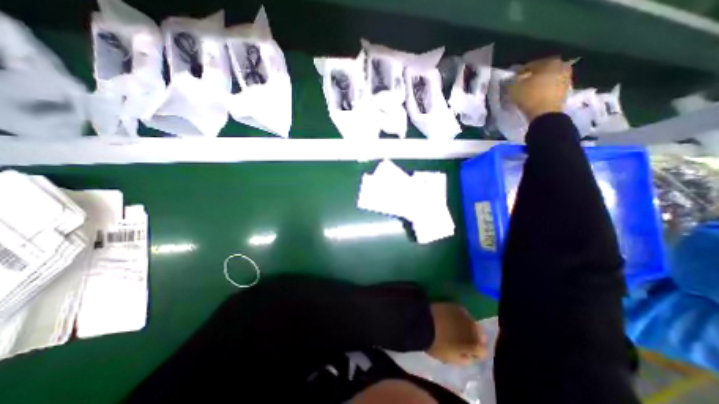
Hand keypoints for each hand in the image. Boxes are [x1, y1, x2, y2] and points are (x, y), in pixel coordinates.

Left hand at [426, 303, 487, 365]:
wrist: (423, 322)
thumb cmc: (436, 344)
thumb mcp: (451, 359)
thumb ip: (465, 359)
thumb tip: (470, 356)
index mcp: (473, 344)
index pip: (483, 351)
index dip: (475, 353)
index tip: (467, 353)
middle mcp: (473, 327)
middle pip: (479, 334)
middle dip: (474, 337)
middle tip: (462, 339)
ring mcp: (464, 314)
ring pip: (471, 321)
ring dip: (467, 325)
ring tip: (456, 327)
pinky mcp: (454, 305)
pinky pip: (462, 312)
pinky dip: (459, 316)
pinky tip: (451, 318)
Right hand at [511, 57, 573, 119]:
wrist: (545, 113)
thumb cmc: (530, 96)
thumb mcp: (514, 88)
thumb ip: (511, 82)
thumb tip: (509, 80)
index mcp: (549, 62)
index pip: (531, 65)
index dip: (519, 72)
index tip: (512, 80)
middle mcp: (561, 66)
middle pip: (541, 71)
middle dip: (531, 77)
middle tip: (521, 85)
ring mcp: (566, 79)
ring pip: (547, 79)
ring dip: (538, 84)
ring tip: (527, 92)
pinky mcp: (565, 91)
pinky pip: (550, 88)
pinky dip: (543, 91)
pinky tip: (534, 97)